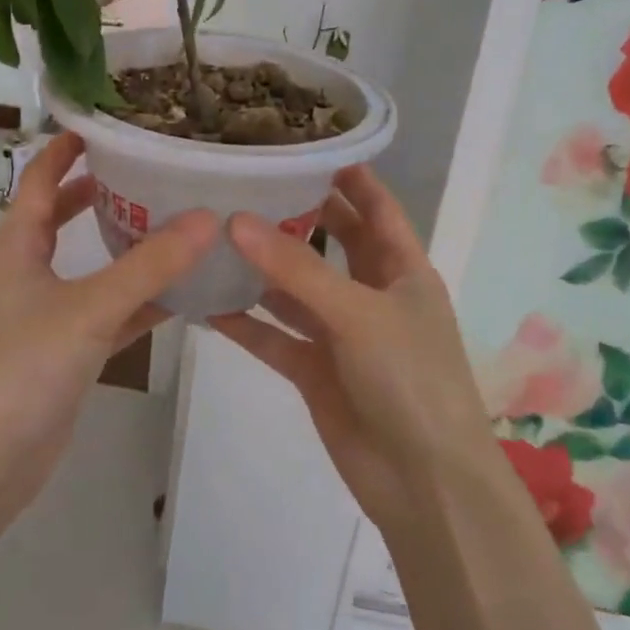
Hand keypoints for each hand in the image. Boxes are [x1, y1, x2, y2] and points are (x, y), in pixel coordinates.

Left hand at [0, 131, 216, 514]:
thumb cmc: (25, 367)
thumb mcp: (90, 308)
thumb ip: (150, 265)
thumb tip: (208, 217)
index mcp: (18, 243)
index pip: (42, 176)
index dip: (69, 146)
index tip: (112, 123)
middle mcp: (29, 267)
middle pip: (65, 213)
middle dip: (104, 189)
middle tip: (155, 167)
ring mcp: (48, 308)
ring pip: (92, 261)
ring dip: (126, 241)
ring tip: (177, 216)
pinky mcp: (67, 344)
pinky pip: (109, 306)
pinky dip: (139, 296)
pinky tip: (184, 290)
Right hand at [209, 165, 492, 534]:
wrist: (424, 484)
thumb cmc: (410, 380)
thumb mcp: (357, 313)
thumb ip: (295, 269)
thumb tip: (236, 219)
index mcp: (402, 270)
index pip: (376, 207)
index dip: (349, 176)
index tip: (304, 145)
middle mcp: (371, 294)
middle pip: (331, 242)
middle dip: (295, 215)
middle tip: (245, 184)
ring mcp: (341, 334)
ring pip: (295, 289)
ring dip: (261, 268)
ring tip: (212, 234)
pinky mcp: (315, 370)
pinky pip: (275, 336)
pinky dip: (245, 322)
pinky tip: (205, 303)